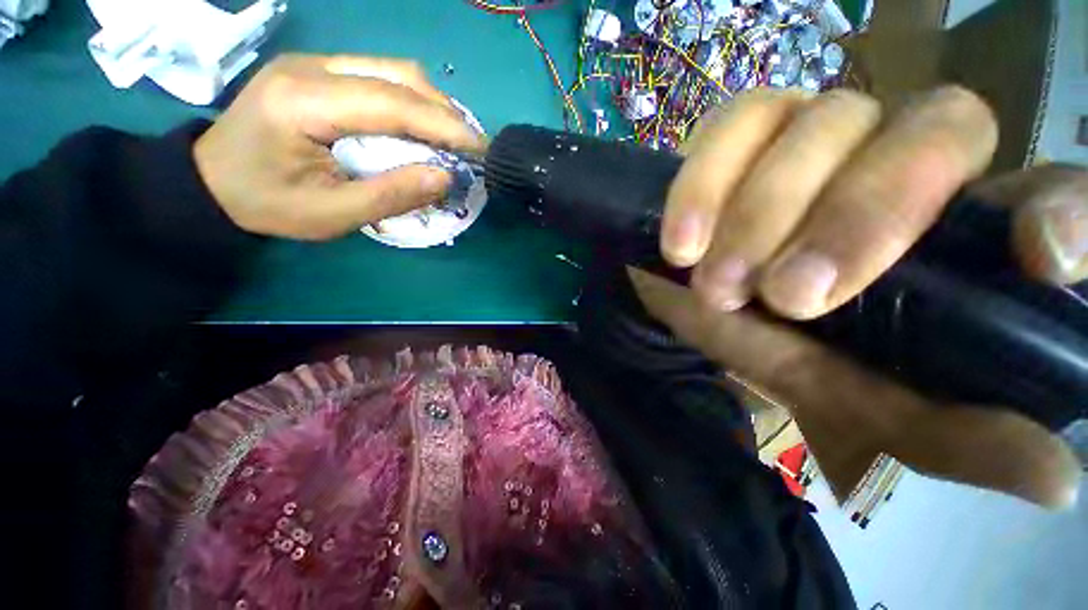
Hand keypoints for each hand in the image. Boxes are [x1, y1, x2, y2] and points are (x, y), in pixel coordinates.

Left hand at [194, 54, 484, 239]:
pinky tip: (423, 127)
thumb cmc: (268, 204)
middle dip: (443, 112)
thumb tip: (444, 177)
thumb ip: (390, 196)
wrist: (212, 182)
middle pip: (396, 75)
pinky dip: (411, 102)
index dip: (442, 125)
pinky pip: (379, 77)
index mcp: (303, 102)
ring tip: (454, 139)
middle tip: (470, 147)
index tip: (479, 149)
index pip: (390, 102)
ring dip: (431, 104)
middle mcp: (310, 68)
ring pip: (391, 70)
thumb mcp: (331, 215)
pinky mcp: (319, 72)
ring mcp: (314, 64)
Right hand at [639, 86, 1084, 508]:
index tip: (1039, 257)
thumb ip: (953, 434)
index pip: (1050, 187)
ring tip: (715, 283)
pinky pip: (730, 124)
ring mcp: (815, 127)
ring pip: (820, 120)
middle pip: (925, 133)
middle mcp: (903, 152)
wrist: (701, 303)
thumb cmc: (783, 347)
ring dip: (758, 213)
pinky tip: (680, 243)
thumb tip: (1055, 480)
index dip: (1059, 209)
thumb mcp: (866, 404)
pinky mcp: (742, 130)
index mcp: (961, 228)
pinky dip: (699, 186)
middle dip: (856, 219)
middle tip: (786, 298)